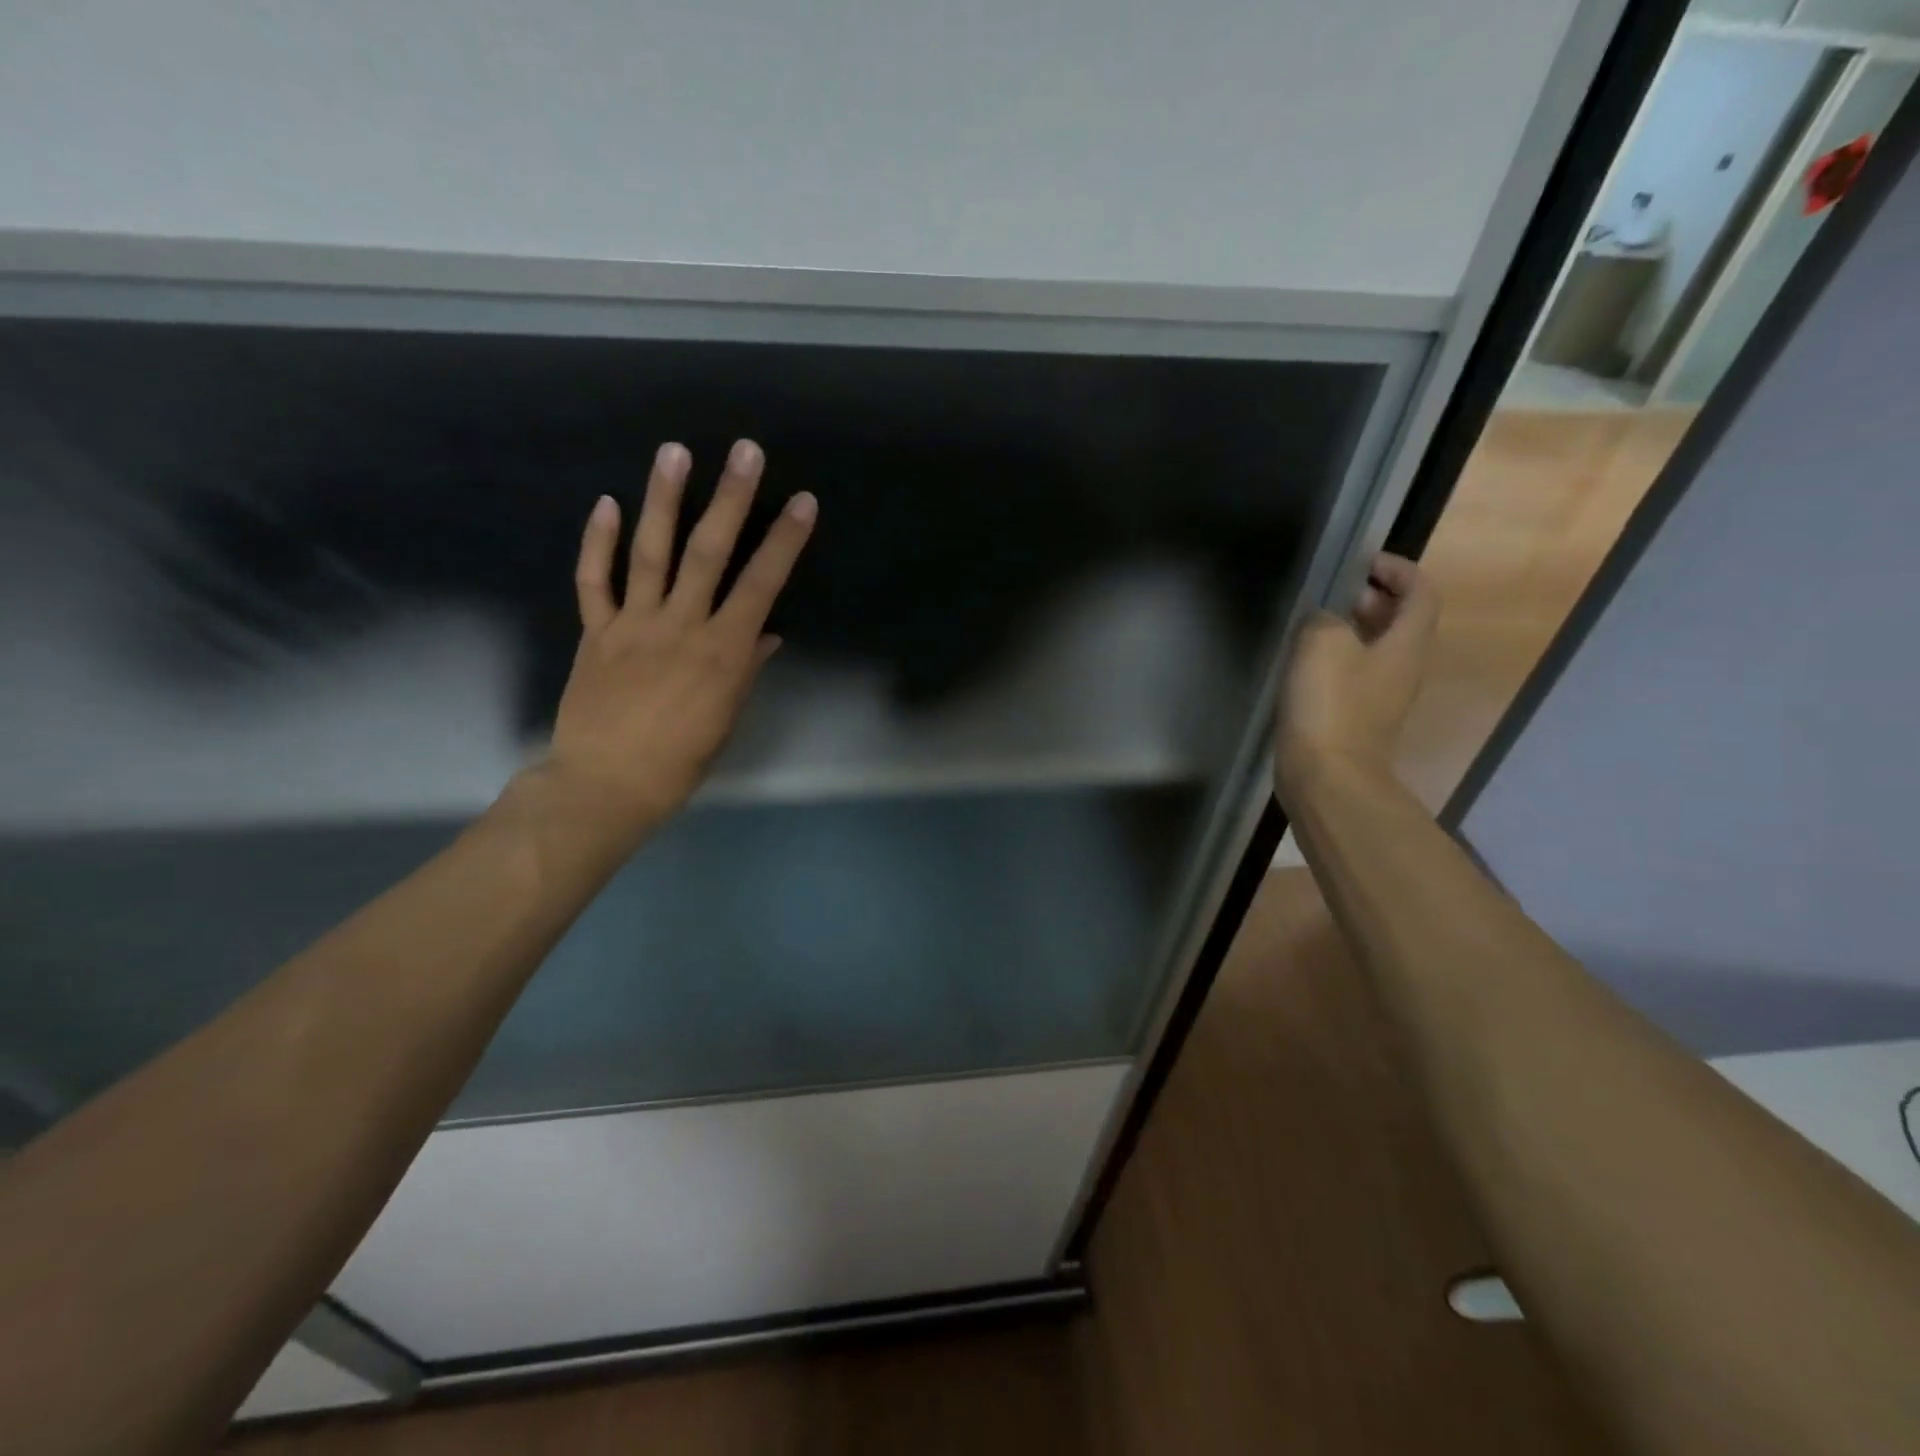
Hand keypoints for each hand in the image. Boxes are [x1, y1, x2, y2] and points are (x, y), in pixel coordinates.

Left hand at [541, 438, 816, 841]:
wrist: (605, 784)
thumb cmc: (680, 761)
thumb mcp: (727, 718)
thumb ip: (746, 669)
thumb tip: (766, 634)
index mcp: (723, 651)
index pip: (761, 585)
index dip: (784, 541)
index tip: (802, 502)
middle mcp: (681, 626)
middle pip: (708, 553)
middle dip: (730, 499)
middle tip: (744, 450)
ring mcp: (634, 625)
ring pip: (650, 552)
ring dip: (663, 499)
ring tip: (674, 451)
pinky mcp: (596, 632)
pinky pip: (595, 581)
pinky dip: (598, 541)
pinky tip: (606, 502)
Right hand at [1274, 552, 1437, 796]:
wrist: (1326, 777)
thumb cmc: (1330, 704)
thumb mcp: (1322, 643)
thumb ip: (1324, 619)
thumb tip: (1324, 620)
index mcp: (1406, 645)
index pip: (1421, 593)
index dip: (1399, 570)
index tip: (1363, 562)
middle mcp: (1403, 669)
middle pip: (1402, 622)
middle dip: (1374, 598)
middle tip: (1335, 591)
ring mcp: (1381, 698)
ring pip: (1377, 649)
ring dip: (1354, 629)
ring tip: (1316, 623)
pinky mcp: (1357, 720)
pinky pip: (1355, 676)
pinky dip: (1338, 659)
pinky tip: (1304, 664)